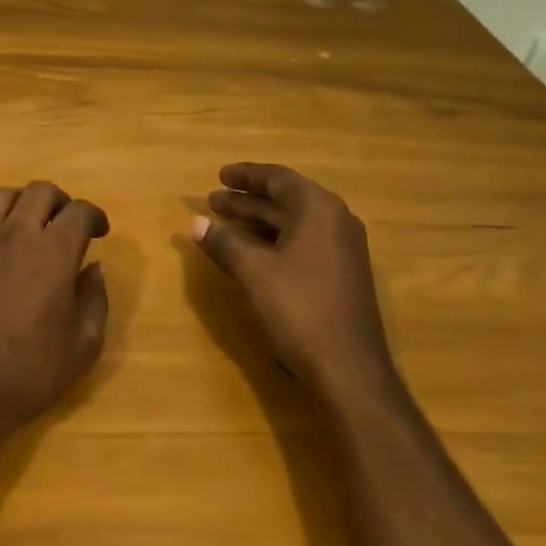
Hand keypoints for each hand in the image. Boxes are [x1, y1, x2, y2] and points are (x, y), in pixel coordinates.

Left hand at [0, 181, 110, 445]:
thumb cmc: (25, 373)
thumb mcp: (82, 348)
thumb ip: (95, 300)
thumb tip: (93, 269)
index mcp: (54, 252)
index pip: (80, 212)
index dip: (94, 216)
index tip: (99, 231)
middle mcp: (15, 232)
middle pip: (40, 191)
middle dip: (59, 202)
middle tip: (63, 224)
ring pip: (0, 195)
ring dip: (20, 203)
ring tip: (24, 223)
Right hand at [191, 162, 394, 399]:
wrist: (349, 370)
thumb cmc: (300, 309)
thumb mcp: (254, 272)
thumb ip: (224, 242)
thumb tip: (196, 223)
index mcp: (319, 210)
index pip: (279, 179)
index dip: (246, 176)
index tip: (219, 175)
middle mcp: (335, 222)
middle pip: (286, 200)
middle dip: (247, 200)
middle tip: (213, 201)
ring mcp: (341, 251)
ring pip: (292, 224)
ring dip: (257, 221)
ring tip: (222, 224)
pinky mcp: (339, 276)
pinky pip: (301, 244)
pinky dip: (272, 241)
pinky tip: (248, 253)